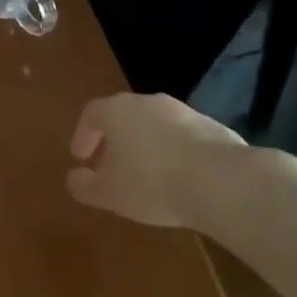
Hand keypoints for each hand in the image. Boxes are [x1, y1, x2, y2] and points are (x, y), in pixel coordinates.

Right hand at [66, 92, 249, 229]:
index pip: (91, 113)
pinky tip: (178, 180)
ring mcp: (184, 112)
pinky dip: (173, 153)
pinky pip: (182, 138)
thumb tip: (74, 178)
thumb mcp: (108, 193)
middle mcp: (149, 102)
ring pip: (154, 125)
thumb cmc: (152, 183)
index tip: (81, 159)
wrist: (222, 181)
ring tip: (146, 177)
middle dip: (114, 141)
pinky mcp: (213, 128)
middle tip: (110, 167)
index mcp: (118, 110)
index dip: (83, 135)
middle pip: (124, 116)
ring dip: (145, 146)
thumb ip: (84, 185)